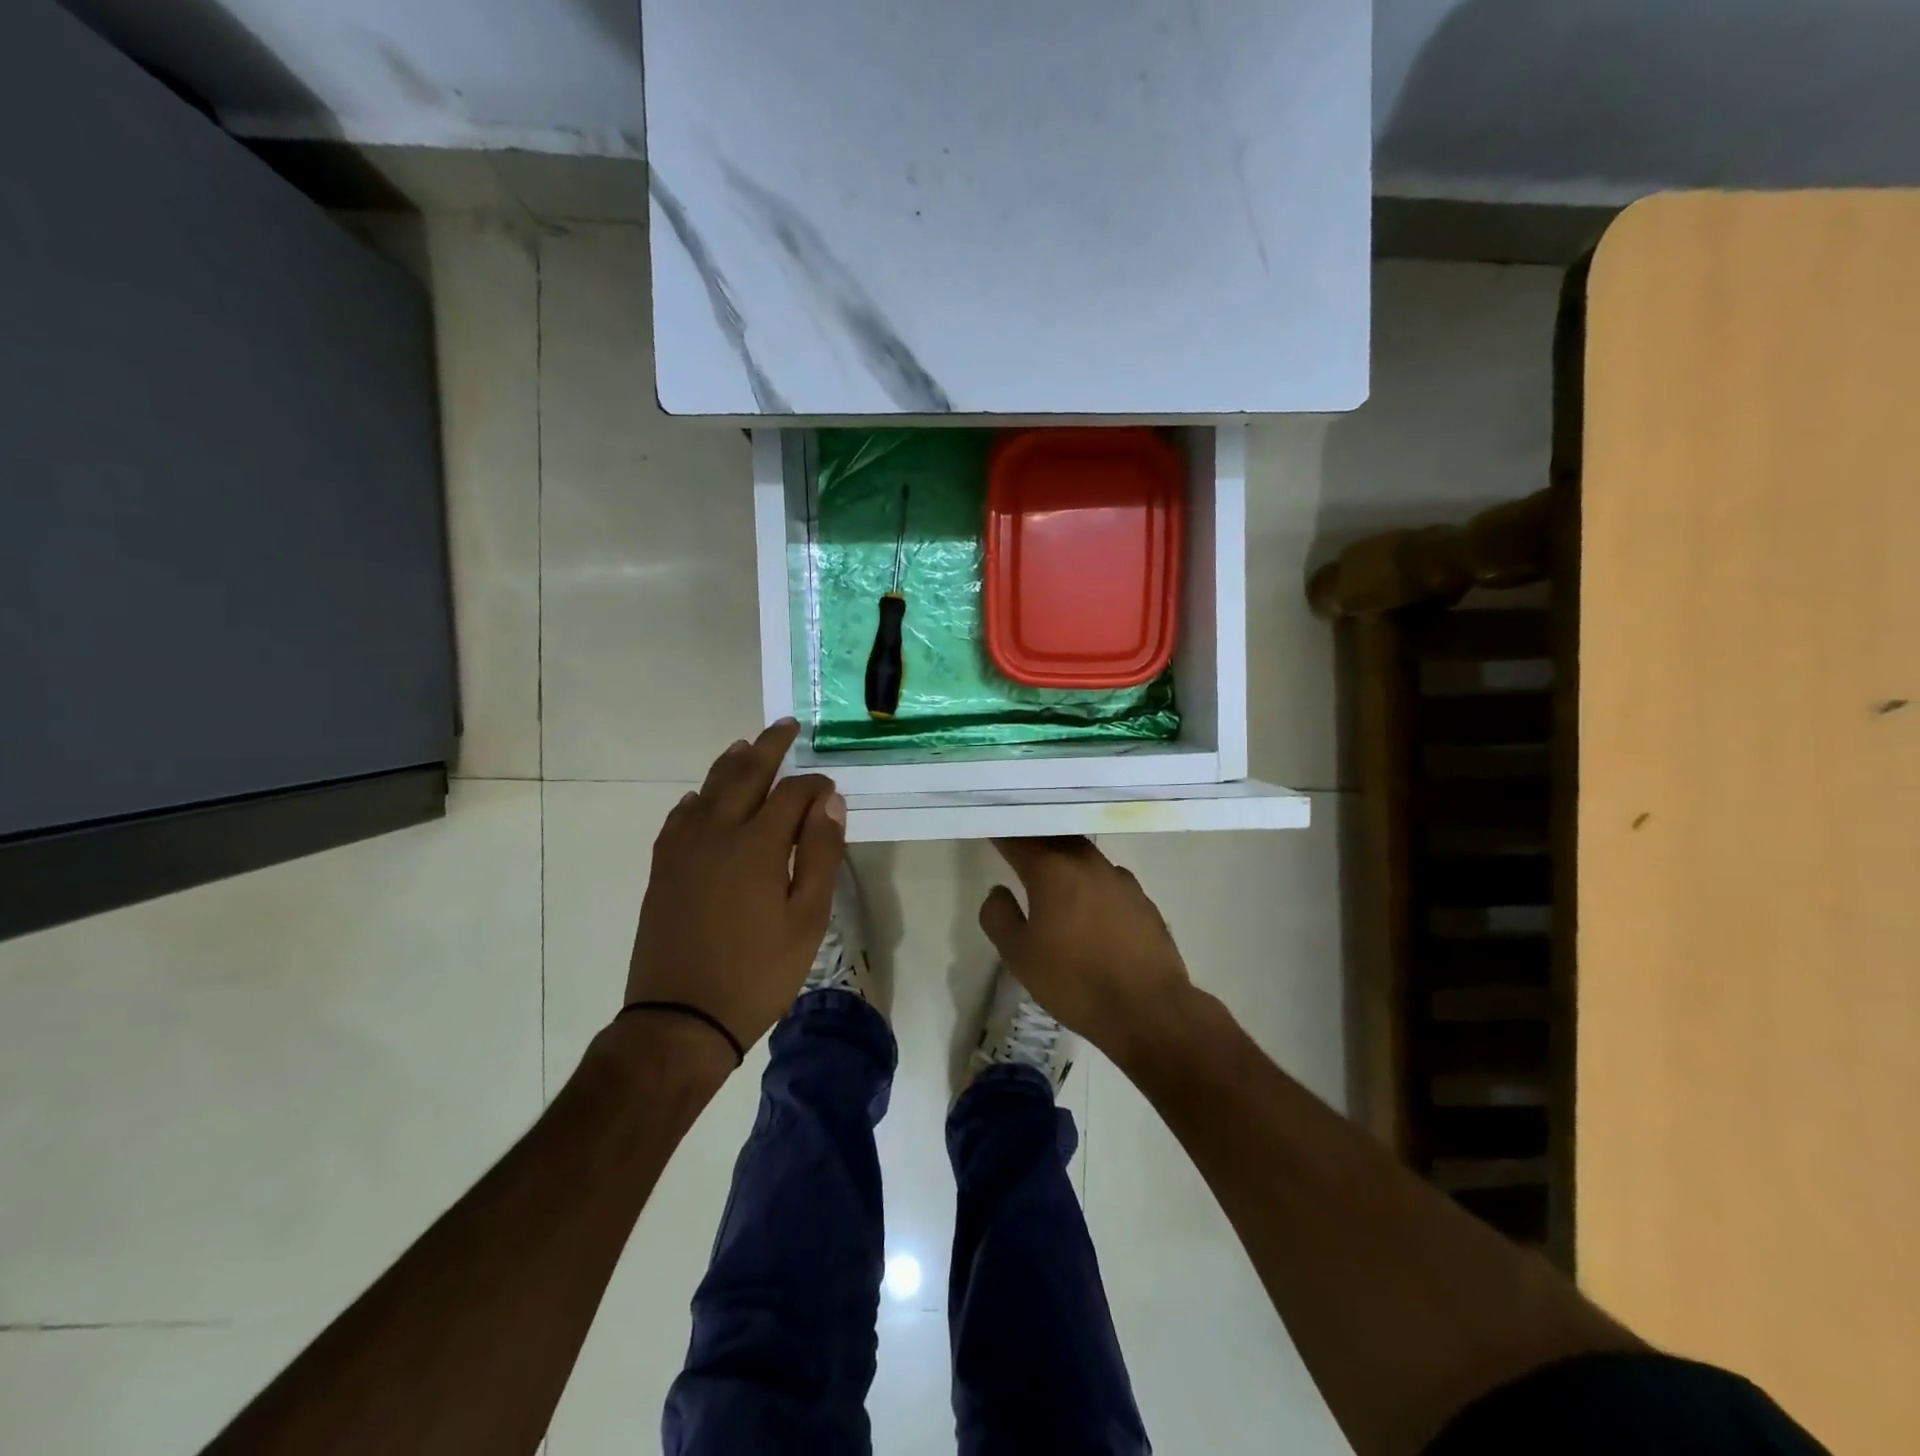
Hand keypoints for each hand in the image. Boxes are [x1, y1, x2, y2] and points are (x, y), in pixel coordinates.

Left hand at [626, 721, 845, 1056]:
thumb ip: (820, 855)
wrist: (680, 1018)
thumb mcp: (807, 919)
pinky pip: (678, 819)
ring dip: (729, 764)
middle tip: (785, 726)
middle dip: (769, 748)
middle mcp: (717, 833)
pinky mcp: (664, 870)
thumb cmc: (757, 972)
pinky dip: (695, 800)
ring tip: (745, 746)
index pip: (792, 794)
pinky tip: (698, 799)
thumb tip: (829, 802)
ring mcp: (684, 850)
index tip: (831, 786)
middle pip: (745, 775)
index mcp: (758, 844)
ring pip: (707, 790)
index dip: (815, 784)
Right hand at [977, 836, 1192, 1061]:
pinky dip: (1089, 882)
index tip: (989, 829)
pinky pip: (1107, 879)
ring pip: (1084, 855)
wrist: (1149, 1009)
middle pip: (1055, 838)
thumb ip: (999, 916)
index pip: (1018, 839)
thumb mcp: (1019, 956)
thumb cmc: (1075, 981)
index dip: (1001, 833)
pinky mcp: (1142, 900)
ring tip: (1050, 874)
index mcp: (1052, 870)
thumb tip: (999, 891)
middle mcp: (1088, 863)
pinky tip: (1088, 905)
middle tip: (1016, 845)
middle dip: (1034, 838)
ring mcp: (1120, 879)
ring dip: (1064, 858)